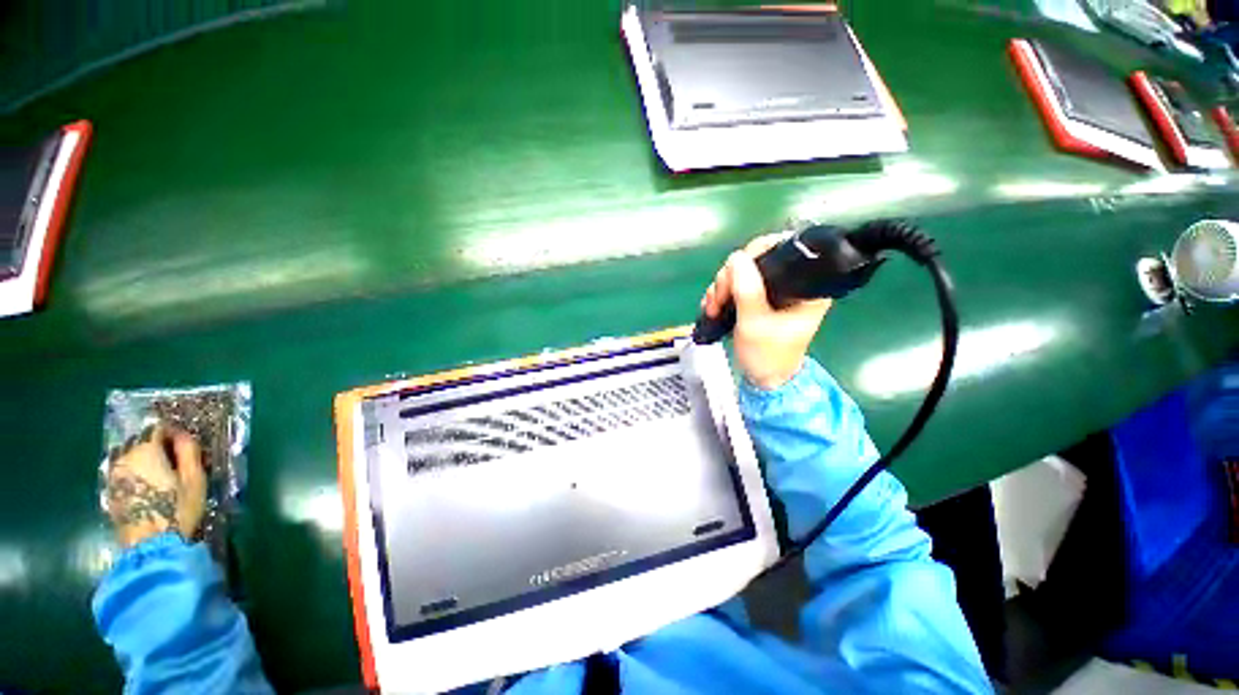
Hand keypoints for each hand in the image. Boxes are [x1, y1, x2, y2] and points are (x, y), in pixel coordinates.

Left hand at [105, 424, 206, 547]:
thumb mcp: (194, 478)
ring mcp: (113, 475)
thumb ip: (189, 451)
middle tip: (177, 462)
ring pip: (130, 458)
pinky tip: (148, 488)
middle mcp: (124, 457)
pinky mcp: (110, 492)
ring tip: (162, 475)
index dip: (174, 433)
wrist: (150, 545)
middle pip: (140, 442)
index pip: (157, 428)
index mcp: (145, 450)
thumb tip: (183, 436)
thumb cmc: (177, 508)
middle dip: (158, 447)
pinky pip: (124, 473)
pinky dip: (136, 474)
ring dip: (146, 461)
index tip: (187, 446)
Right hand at [701, 234, 831, 389]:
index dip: (756, 253)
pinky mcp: (758, 299)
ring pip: (742, 273)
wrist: (763, 379)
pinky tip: (714, 307)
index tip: (735, 271)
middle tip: (719, 298)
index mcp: (805, 286)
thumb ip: (747, 290)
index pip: (783, 249)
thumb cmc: (767, 355)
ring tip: (714, 307)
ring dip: (722, 287)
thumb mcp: (755, 323)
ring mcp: (772, 291)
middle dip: (731, 277)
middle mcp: (790, 283)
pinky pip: (736, 285)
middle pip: (756, 260)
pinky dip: (722, 293)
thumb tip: (736, 258)